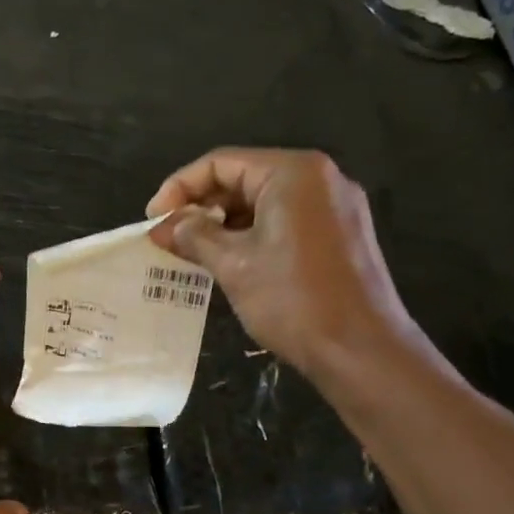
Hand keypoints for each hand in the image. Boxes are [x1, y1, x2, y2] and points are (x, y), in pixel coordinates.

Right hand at [146, 147, 418, 379]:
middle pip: (244, 178)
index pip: (220, 163)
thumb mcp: (233, 265)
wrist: (361, 350)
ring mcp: (336, 206)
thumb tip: (163, 226)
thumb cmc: (293, 300)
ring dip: (224, 223)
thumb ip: (194, 236)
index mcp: (293, 172)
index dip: (179, 188)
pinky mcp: (341, 233)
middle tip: (170, 239)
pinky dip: (253, 235)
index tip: (153, 221)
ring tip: (193, 253)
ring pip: (264, 202)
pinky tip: (230, 262)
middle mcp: (320, 178)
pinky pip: (286, 220)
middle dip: (201, 206)